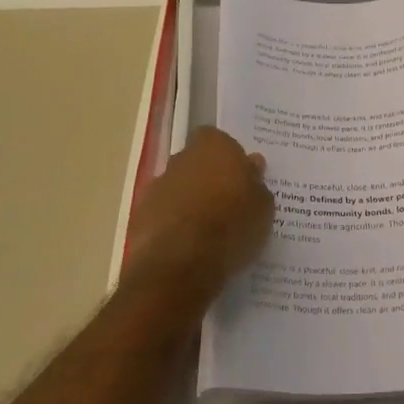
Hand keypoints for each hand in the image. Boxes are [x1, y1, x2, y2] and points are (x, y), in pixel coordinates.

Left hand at [122, 127, 273, 306]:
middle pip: (197, 162)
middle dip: (209, 178)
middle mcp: (181, 159)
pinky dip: (174, 224)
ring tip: (209, 231)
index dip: (230, 157)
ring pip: (178, 188)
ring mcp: (157, 186)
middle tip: (228, 204)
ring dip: (190, 202)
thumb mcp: (263, 207)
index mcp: (214, 147)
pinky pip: (164, 213)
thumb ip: (256, 182)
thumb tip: (251, 166)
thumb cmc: (231, 226)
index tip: (241, 178)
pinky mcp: (139, 215)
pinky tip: (188, 246)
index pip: (219, 140)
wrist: (179, 263)